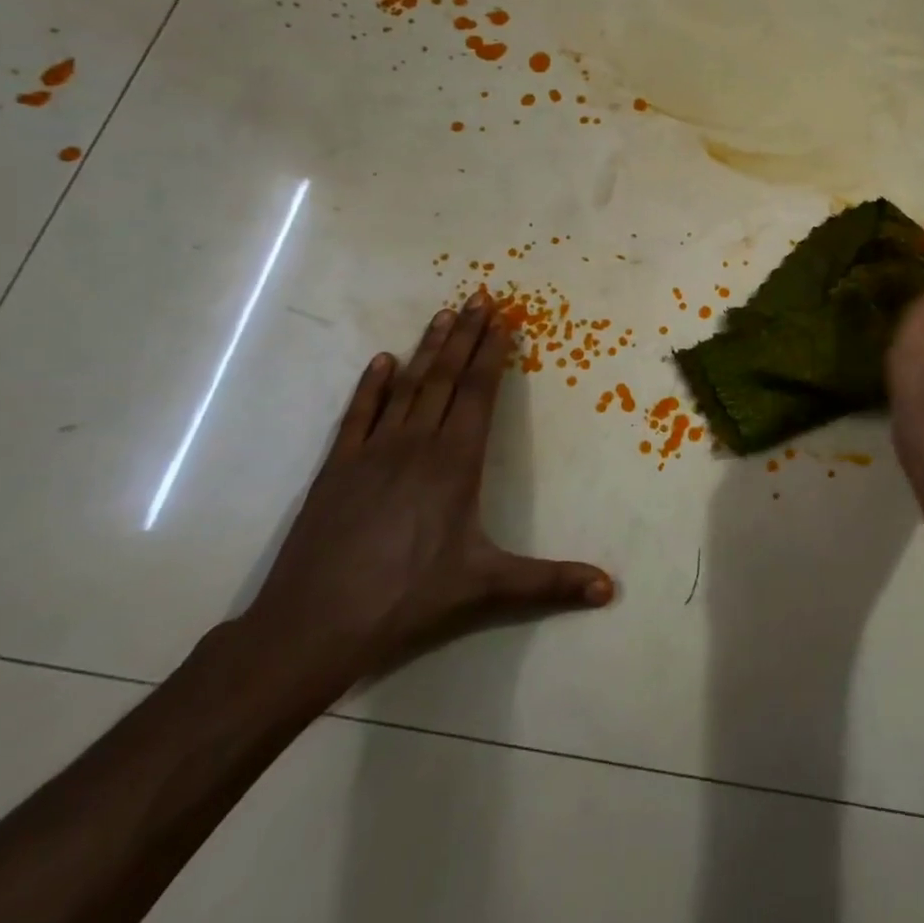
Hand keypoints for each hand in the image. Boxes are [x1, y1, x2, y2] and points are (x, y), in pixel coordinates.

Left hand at [239, 296, 613, 694]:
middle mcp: (416, 443)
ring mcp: (372, 452)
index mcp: (455, 462)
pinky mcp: (336, 468)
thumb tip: (610, 590)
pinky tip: (382, 361)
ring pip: (407, 386)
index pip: (479, 392)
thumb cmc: (408, 598)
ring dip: (427, 348)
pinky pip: (358, 414)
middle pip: (445, 377)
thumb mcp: (487, 587)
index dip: (492, 353)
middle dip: (466, 335)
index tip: (503, 318)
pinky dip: (371, 385)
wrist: (312, 625)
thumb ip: (551, 583)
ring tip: (443, 314)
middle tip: (479, 297)